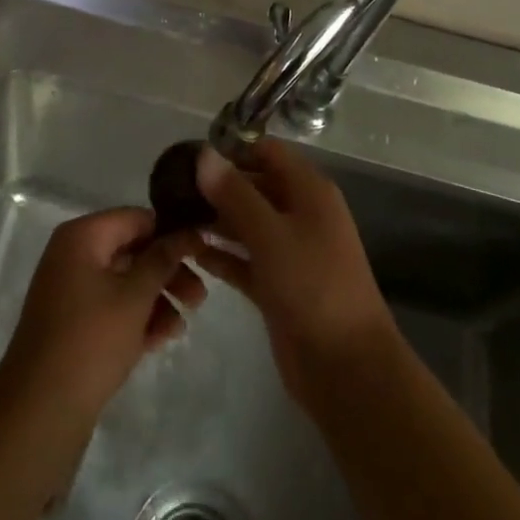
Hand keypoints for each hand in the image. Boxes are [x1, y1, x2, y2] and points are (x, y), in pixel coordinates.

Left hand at [0, 208, 205, 422]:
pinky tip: (163, 338)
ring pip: (124, 282)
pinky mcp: (72, 323)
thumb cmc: (91, 340)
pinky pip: (111, 308)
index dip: (171, 233)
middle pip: (131, 251)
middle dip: (167, 273)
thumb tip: (188, 231)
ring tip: (183, 327)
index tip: (202, 253)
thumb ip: (163, 259)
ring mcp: (70, 290)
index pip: (136, 219)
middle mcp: (73, 255)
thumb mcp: (135, 296)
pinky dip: (136, 318)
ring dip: (156, 299)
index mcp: (82, 236)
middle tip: (200, 297)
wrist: (40, 411)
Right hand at [195, 138, 397, 406]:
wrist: (347, 369)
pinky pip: (245, 260)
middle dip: (218, 187)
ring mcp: (290, 252)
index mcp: (309, 191)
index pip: (267, 153)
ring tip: (173, 219)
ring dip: (215, 221)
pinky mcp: (278, 286)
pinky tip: (191, 254)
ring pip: (247, 225)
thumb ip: (235, 193)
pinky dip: (222, 256)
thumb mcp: (270, 234)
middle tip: (172, 191)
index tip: (191, 157)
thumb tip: (204, 153)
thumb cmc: (312, 286)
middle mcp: (300, 214)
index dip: (232, 150)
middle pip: (254, 187)